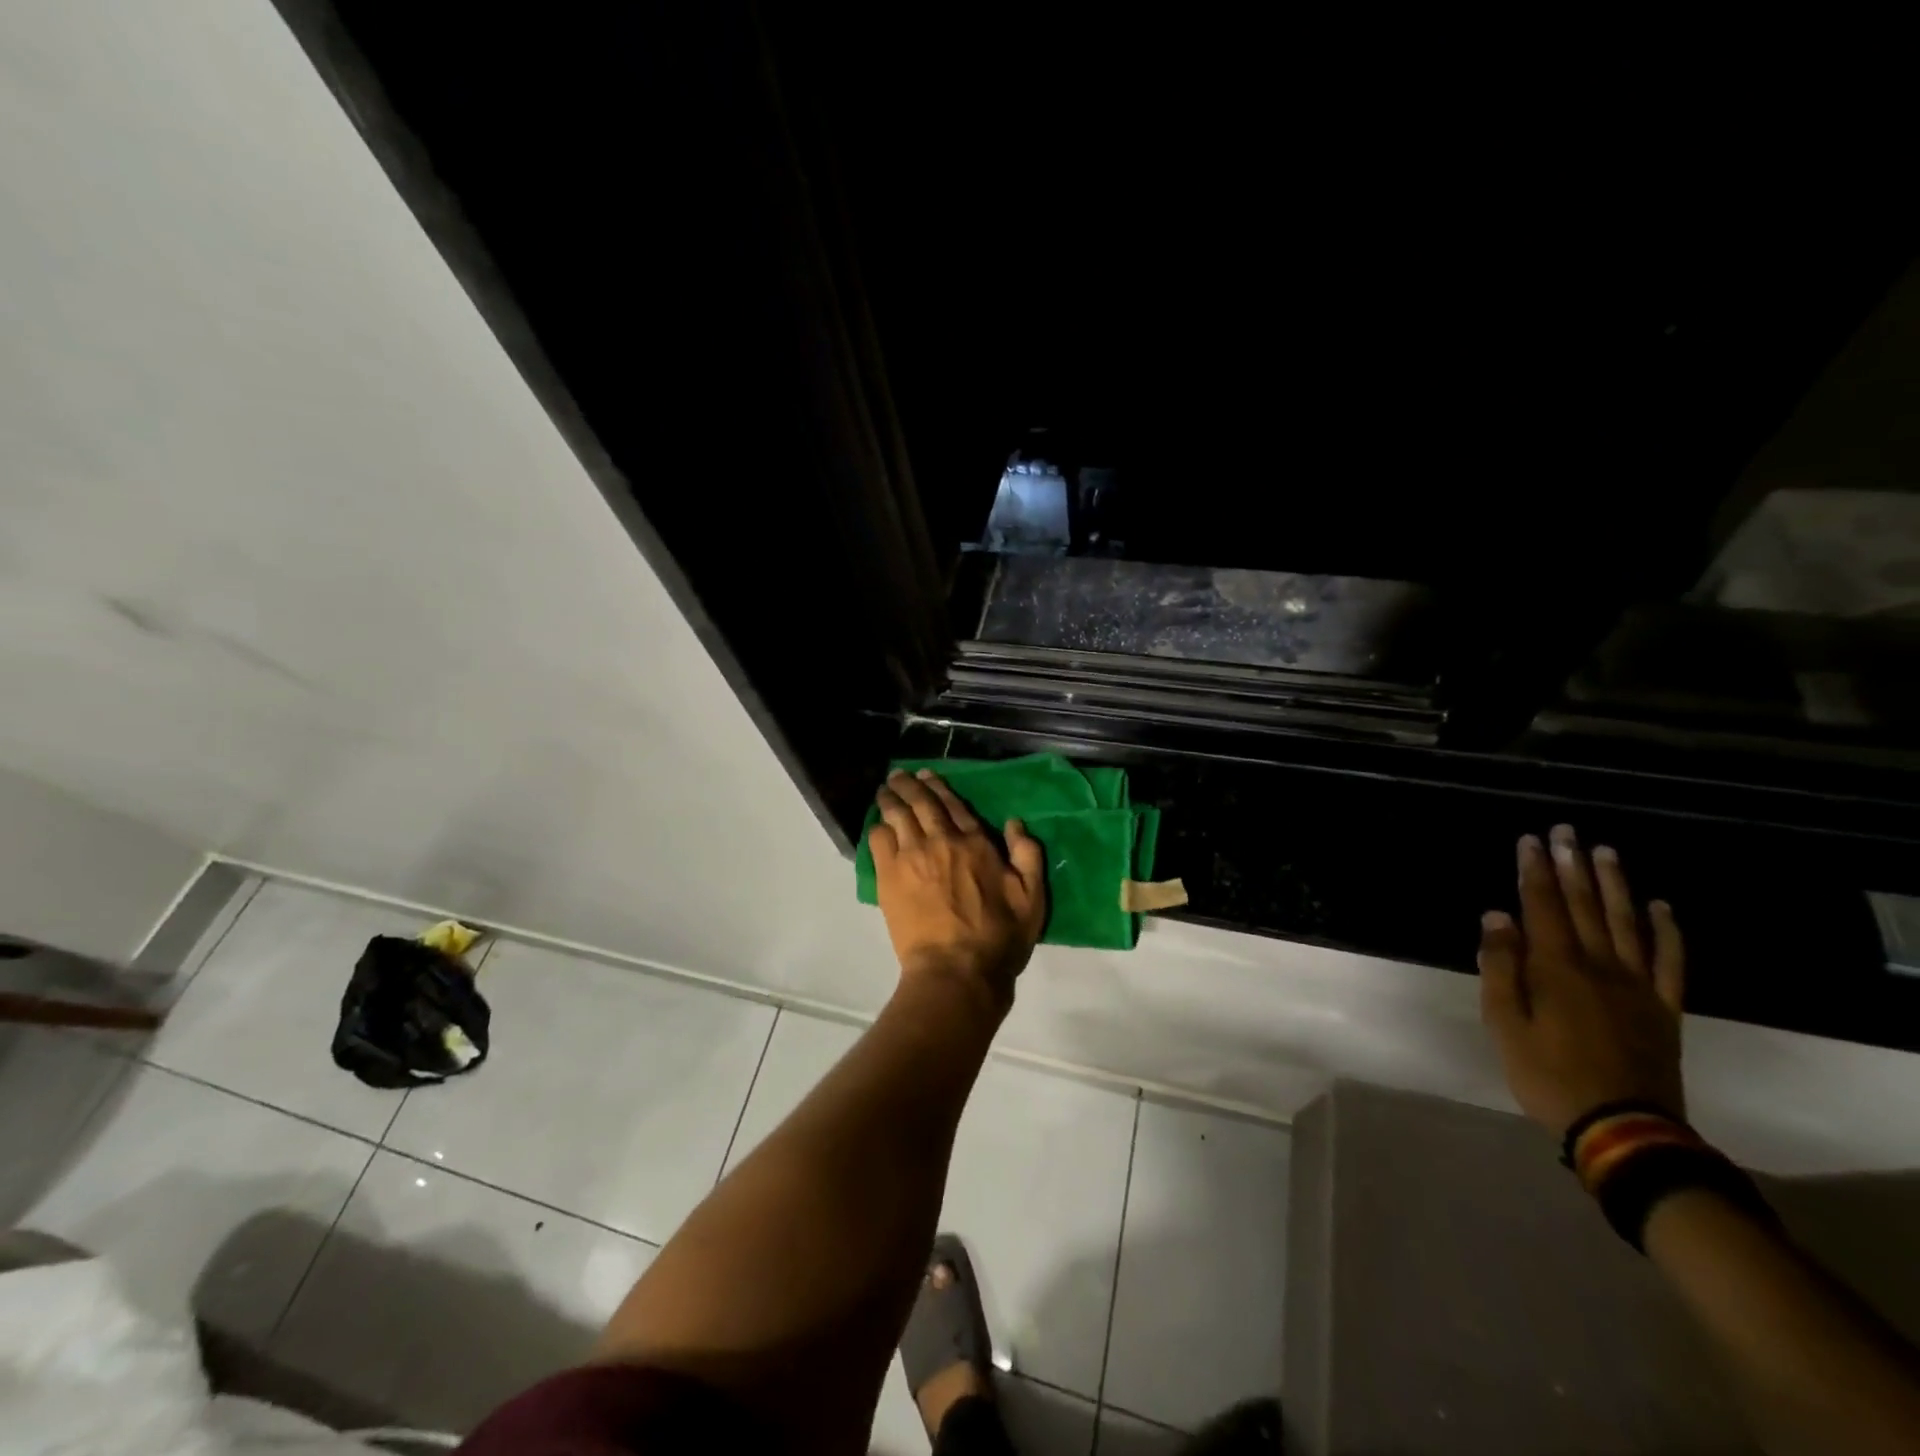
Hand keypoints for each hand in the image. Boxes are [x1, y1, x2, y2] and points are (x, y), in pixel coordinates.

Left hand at [870, 769, 1046, 1009]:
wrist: (957, 969)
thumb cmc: (999, 938)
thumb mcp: (1032, 898)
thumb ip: (1028, 856)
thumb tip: (1016, 823)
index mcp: (976, 843)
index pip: (954, 804)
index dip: (940, 787)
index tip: (928, 776)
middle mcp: (942, 840)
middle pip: (921, 802)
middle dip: (909, 784)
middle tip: (899, 775)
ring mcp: (912, 856)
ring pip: (896, 815)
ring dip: (890, 798)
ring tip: (884, 791)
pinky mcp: (889, 876)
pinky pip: (878, 840)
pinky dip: (877, 827)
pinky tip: (876, 824)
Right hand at [1478, 825, 1686, 1136]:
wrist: (1623, 1128)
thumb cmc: (1547, 1074)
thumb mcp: (1504, 1023)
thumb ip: (1499, 967)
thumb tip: (1496, 917)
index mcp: (1556, 968)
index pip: (1541, 907)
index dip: (1534, 871)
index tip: (1530, 840)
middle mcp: (1599, 966)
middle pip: (1585, 906)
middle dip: (1572, 866)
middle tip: (1567, 831)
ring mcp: (1637, 986)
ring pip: (1627, 924)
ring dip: (1615, 885)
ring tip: (1606, 852)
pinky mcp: (1663, 1008)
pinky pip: (1670, 962)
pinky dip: (1667, 931)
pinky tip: (1661, 907)